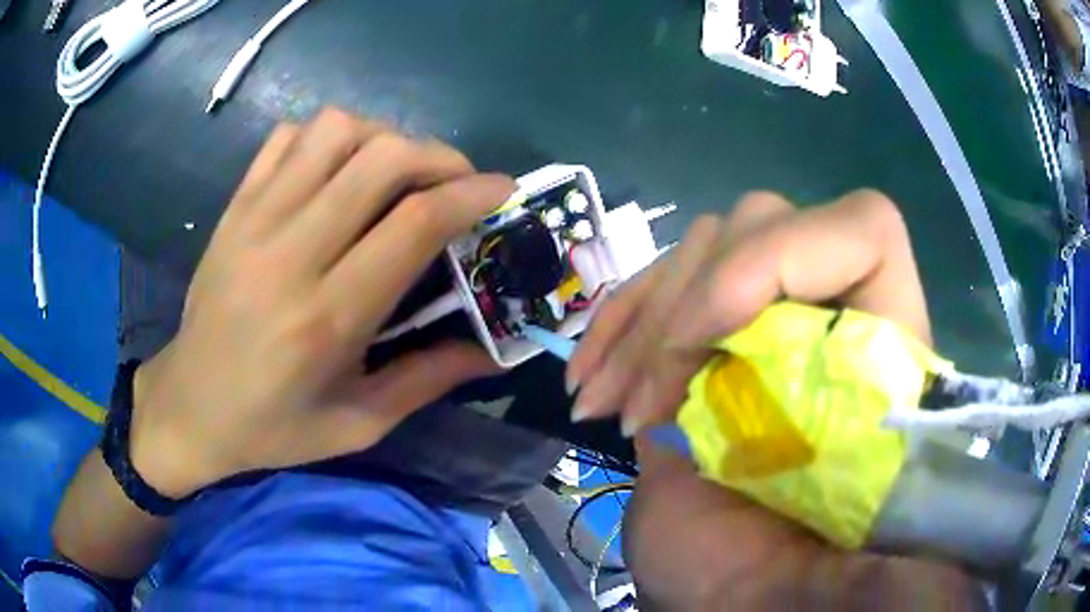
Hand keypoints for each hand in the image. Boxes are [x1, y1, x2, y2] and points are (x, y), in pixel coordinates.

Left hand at [129, 108, 512, 497]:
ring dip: (383, 138)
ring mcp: (255, 220)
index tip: (502, 188)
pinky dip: (326, 137)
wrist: (190, 407)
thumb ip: (428, 380)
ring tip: (396, 171)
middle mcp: (290, 254)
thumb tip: (494, 349)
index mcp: (327, 318)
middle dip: (438, 156)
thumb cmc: (273, 427)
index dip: (470, 193)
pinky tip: (336, 168)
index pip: (413, 223)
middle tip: (456, 180)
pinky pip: (287, 137)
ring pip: (335, 131)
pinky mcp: (234, 207)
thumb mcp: (358, 424)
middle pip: (381, 159)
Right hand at [570, 192, 980, 606]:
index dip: (782, 256)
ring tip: (601, 402)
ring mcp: (763, 321)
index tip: (709, 342)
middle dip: (688, 303)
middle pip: (765, 222)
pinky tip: (589, 381)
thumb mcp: (845, 557)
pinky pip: (656, 286)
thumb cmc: (786, 589)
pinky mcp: (705, 342)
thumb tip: (877, 447)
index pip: (863, 231)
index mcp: (884, 357)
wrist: (734, 599)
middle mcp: (829, 319)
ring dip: (637, 322)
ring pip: (703, 246)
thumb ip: (880, 497)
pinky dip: (613, 326)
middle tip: (648, 404)